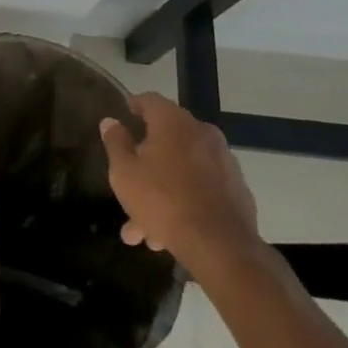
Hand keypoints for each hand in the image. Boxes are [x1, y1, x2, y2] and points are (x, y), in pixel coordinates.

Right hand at [101, 92, 261, 264]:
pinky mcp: (237, 190)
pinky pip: (202, 188)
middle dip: (145, 165)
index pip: (150, 100)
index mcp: (174, 122)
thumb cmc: (163, 200)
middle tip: (128, 187)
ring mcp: (224, 161)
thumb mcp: (124, 172)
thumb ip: (116, 143)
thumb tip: (111, 121)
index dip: (135, 106)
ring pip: (183, 170)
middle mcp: (202, 133)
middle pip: (167, 141)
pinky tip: (169, 234)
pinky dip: (185, 201)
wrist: (220, 247)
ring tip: (144, 230)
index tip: (125, 116)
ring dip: (162, 192)